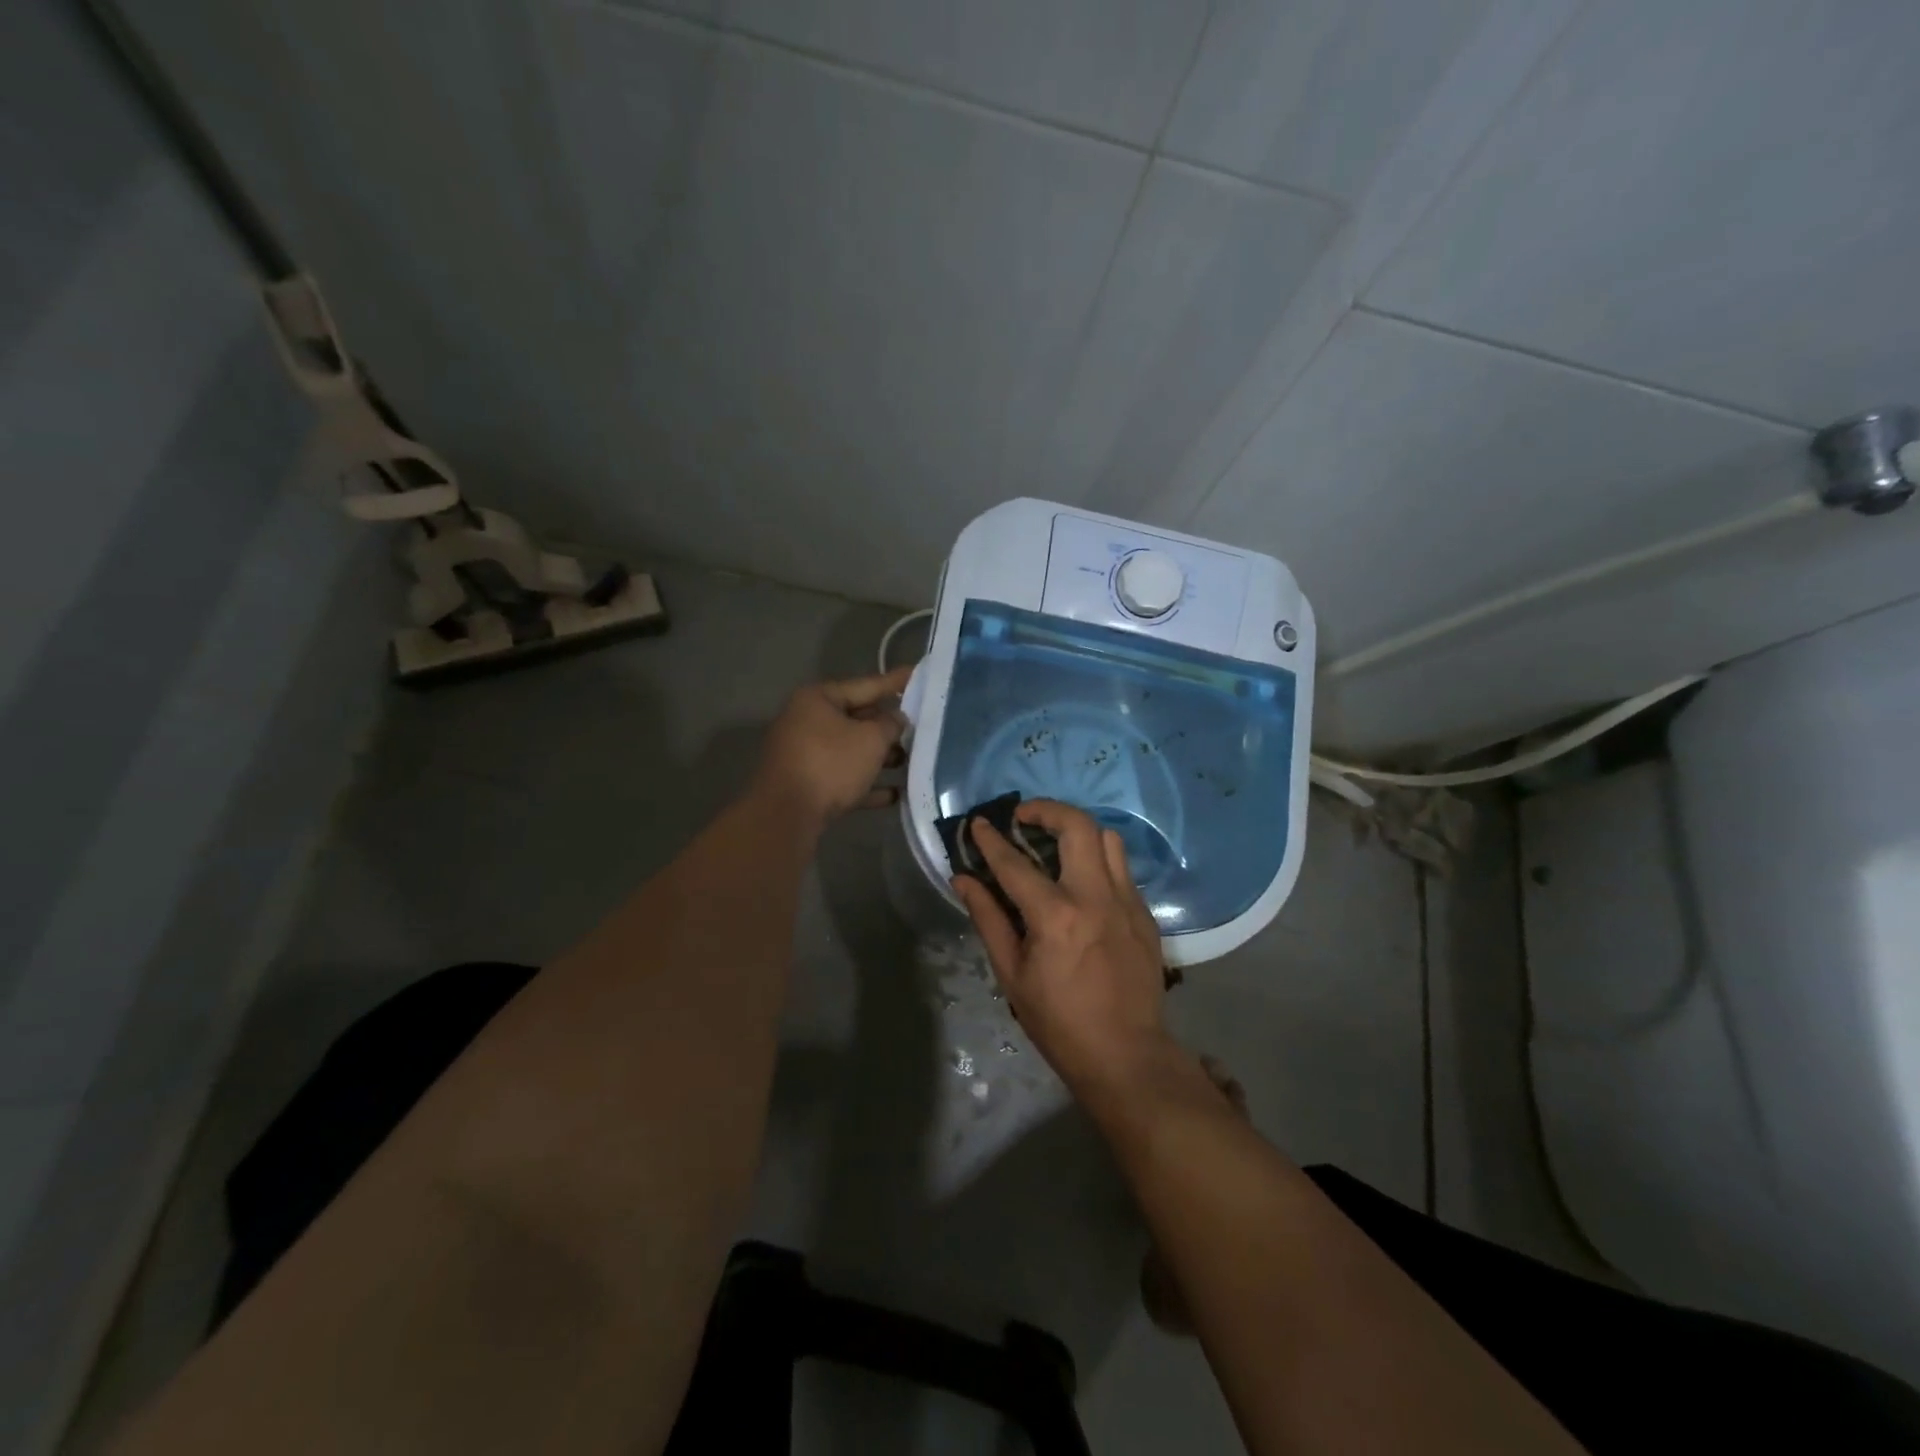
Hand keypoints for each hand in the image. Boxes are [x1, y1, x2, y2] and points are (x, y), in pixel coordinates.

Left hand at [752, 666, 911, 826]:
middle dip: (889, 727)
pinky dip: (867, 784)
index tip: (917, 675)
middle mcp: (807, 722)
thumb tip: (896, 719)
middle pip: (857, 719)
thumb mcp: (871, 739)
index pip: (865, 685)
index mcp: (818, 699)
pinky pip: (843, 779)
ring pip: (851, 751)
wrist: (786, 816)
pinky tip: (895, 794)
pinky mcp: (807, 786)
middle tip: (921, 727)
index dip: (895, 683)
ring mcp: (804, 755)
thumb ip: (890, 724)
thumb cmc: (830, 764)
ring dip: (881, 758)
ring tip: (912, 763)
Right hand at [953, 800, 1175, 1098]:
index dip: (991, 839)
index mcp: (1055, 916)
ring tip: (1056, 843)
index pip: (1015, 863)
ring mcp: (1126, 902)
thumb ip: (988, 918)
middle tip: (1025, 817)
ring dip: (1078, 831)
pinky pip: (1121, 869)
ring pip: (1107, 839)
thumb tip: (963, 879)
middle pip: (1077, 826)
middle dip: (1046, 809)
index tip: (978, 822)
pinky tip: (1082, 883)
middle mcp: (1095, 897)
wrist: (1126, 1055)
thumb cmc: (1059, 1021)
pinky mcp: (1144, 914)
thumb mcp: (1012, 974)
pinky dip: (1098, 861)